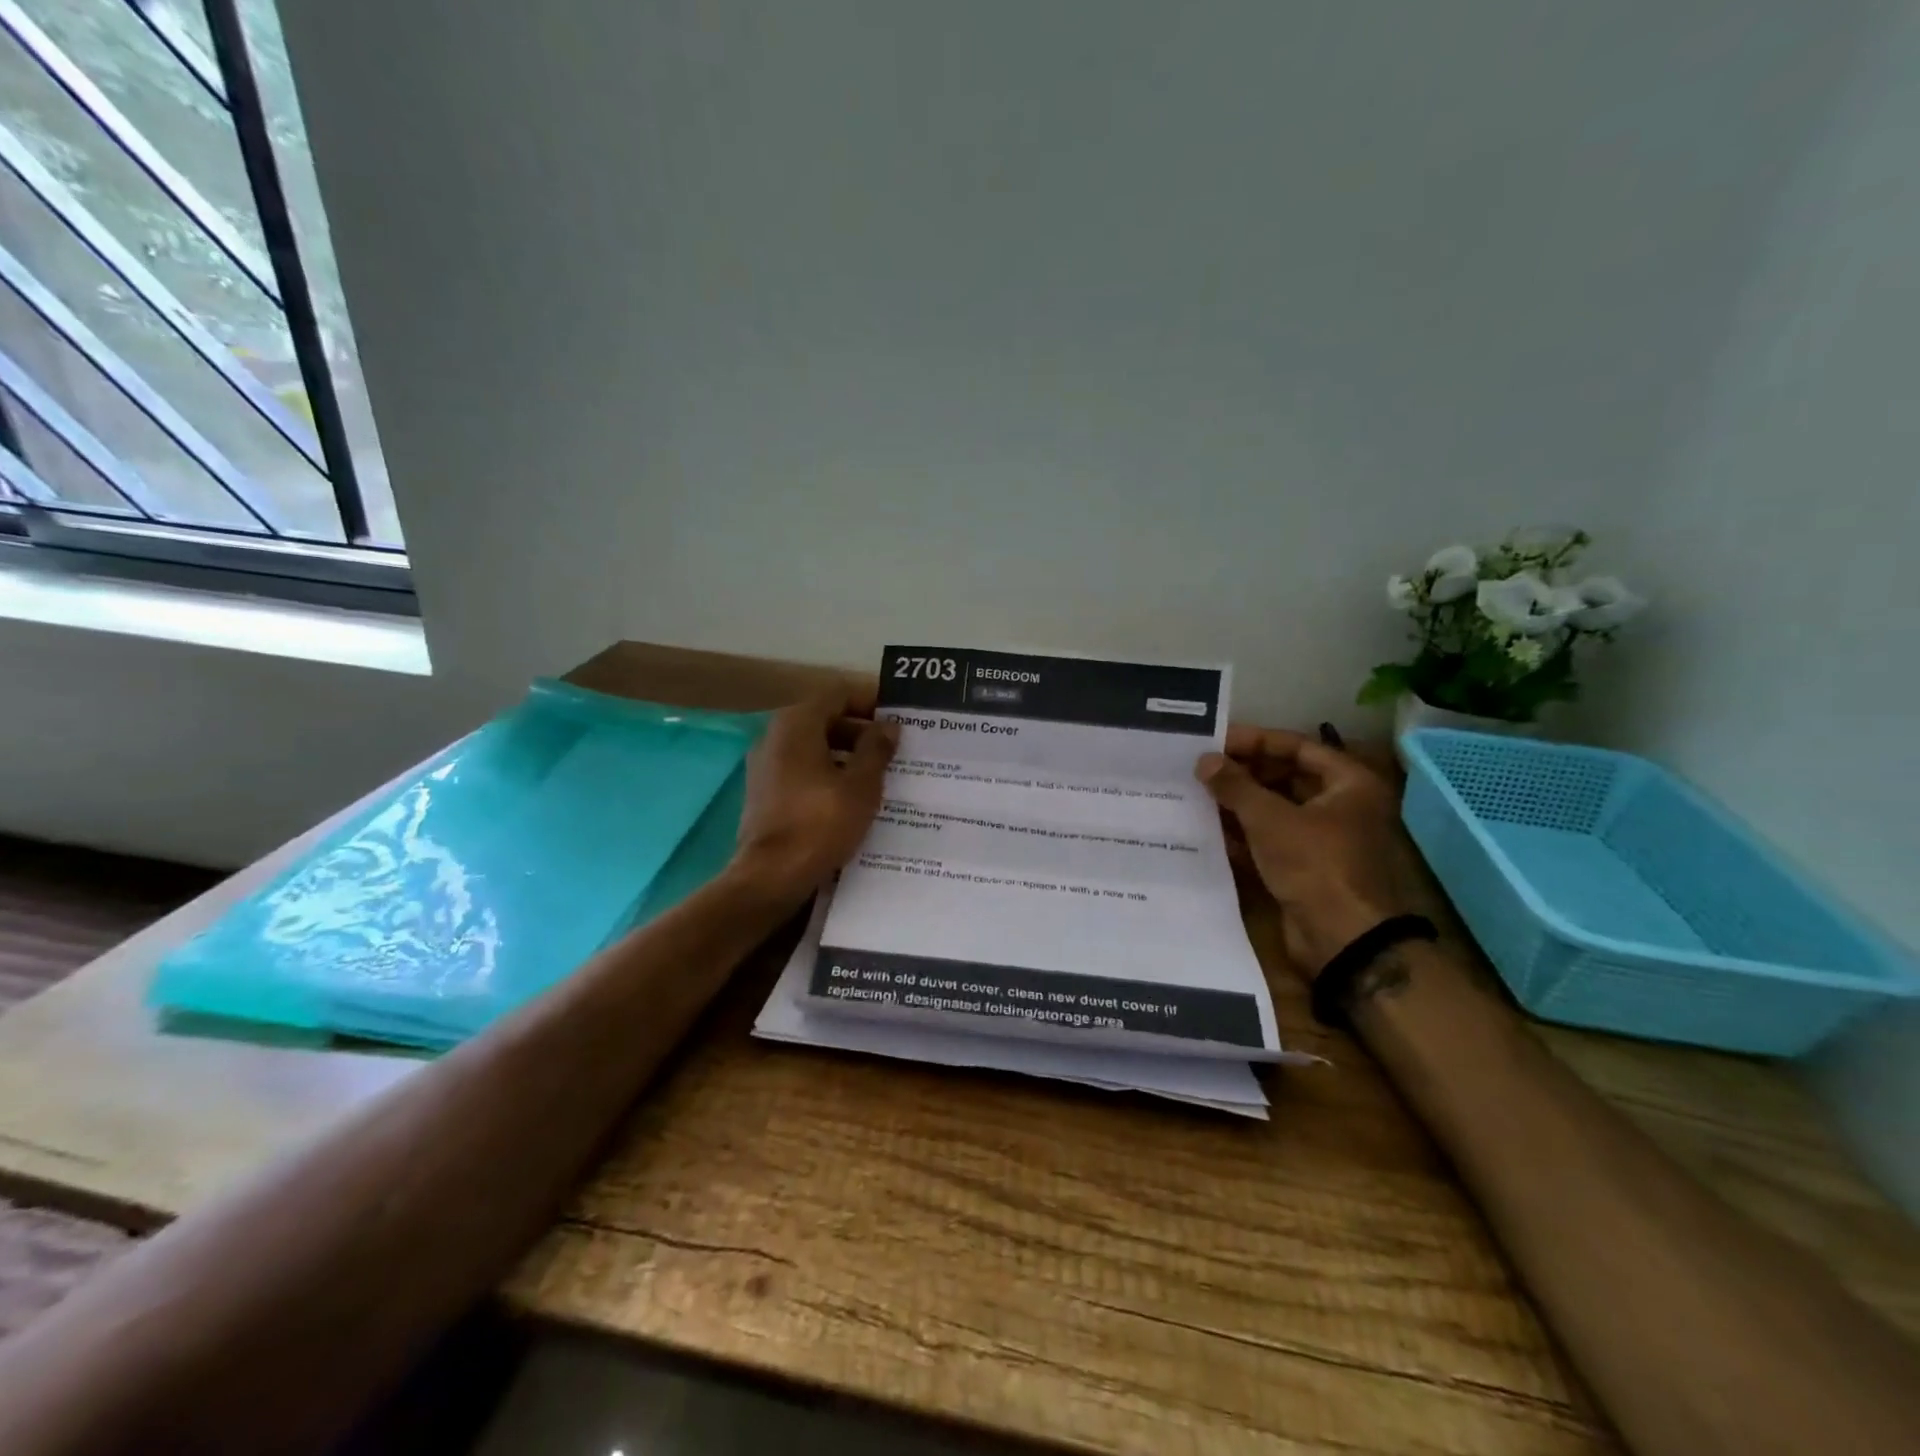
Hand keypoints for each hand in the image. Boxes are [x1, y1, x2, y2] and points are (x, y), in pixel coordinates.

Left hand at [733, 690, 897, 902]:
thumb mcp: (861, 785)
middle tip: (895, 749)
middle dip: (861, 731)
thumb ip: (876, 749)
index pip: (838, 694)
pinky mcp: (765, 793)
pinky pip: (802, 770)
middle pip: (825, 719)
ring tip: (881, 775)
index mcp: (797, 724)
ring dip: (846, 755)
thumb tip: (888, 726)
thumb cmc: (820, 823)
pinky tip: (853, 798)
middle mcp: (775, 736)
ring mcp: (766, 765)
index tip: (898, 718)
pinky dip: (828, 774)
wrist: (770, 876)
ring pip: (814, 747)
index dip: (870, 701)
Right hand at [1197, 728, 1441, 977]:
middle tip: (1202, 769)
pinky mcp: (1305, 867)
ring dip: (1238, 804)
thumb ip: (1235, 785)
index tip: (1217, 741)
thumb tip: (1205, 760)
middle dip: (1243, 773)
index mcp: (1349, 784)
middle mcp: (1340, 806)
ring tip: (1197, 794)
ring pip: (1275, 810)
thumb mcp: (1270, 818)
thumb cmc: (1314, 865)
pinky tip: (1208, 829)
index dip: (1256, 741)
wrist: (1342, 939)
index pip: (1298, 747)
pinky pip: (1270, 840)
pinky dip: (1243, 834)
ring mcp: (1323, 839)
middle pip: (1286, 777)